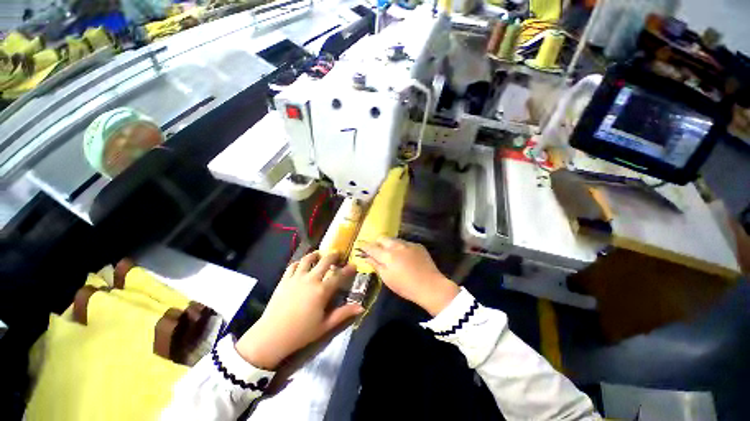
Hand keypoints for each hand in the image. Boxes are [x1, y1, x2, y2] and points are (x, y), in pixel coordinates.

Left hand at [235, 252, 362, 368]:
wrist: (271, 336)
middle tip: (338, 253)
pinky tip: (301, 264)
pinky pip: (293, 266)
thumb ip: (344, 314)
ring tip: (319, 254)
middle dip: (333, 255)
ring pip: (307, 259)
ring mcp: (296, 278)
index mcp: (322, 291)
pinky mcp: (284, 280)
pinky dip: (299, 262)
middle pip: (325, 261)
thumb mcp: (325, 325)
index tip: (354, 265)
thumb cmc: (301, 333)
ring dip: (315, 254)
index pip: (339, 276)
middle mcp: (311, 279)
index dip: (348, 269)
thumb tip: (361, 307)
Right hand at [358, 238, 458, 315]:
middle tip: (377, 251)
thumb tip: (366, 257)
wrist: (431, 286)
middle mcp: (397, 245)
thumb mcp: (387, 278)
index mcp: (388, 255)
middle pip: (383, 238)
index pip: (372, 247)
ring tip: (391, 254)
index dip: (364, 246)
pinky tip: (405, 257)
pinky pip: (405, 243)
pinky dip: (401, 247)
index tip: (360, 246)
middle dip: (377, 243)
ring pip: (394, 239)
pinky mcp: (418, 245)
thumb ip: (376, 265)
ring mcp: (409, 244)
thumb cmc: (405, 286)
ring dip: (389, 244)